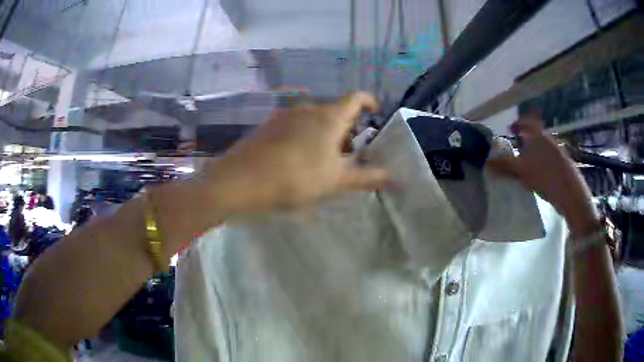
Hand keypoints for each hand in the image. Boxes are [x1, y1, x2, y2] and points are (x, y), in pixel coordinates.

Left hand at [202, 92, 388, 215]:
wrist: (241, 180)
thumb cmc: (295, 178)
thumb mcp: (335, 181)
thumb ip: (366, 177)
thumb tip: (393, 177)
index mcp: (329, 116)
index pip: (356, 97)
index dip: (369, 101)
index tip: (374, 112)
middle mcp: (308, 109)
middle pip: (335, 110)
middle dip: (347, 128)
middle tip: (349, 153)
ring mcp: (285, 115)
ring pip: (314, 118)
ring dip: (325, 134)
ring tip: (324, 160)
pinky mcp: (269, 125)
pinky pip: (295, 125)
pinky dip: (305, 136)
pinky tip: (298, 159)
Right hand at [486, 114, 599, 239]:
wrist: (570, 193)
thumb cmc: (544, 176)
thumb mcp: (521, 171)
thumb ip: (503, 166)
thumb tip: (486, 162)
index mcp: (538, 135)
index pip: (526, 122)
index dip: (517, 124)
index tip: (510, 130)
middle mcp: (548, 139)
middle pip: (534, 135)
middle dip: (524, 141)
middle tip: (515, 150)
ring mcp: (557, 152)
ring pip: (541, 148)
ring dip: (532, 154)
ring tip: (524, 167)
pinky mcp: (562, 165)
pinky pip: (547, 159)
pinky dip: (540, 163)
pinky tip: (537, 177)